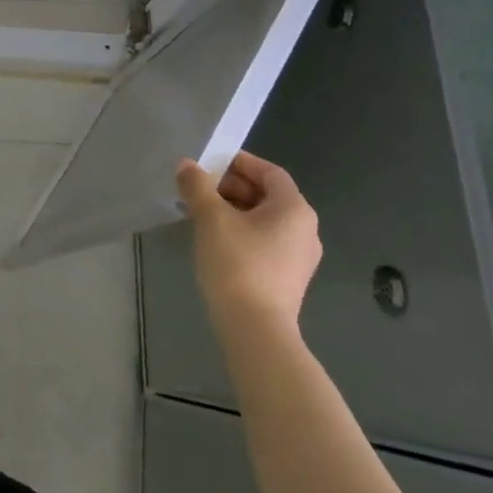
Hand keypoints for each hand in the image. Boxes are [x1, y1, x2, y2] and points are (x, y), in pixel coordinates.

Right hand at [174, 150, 320, 332]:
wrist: (255, 329)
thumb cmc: (237, 263)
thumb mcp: (211, 218)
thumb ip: (197, 186)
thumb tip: (187, 166)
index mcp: (294, 209)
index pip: (269, 172)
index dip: (239, 163)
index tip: (209, 164)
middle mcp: (305, 229)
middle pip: (267, 195)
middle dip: (231, 187)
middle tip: (199, 190)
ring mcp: (299, 257)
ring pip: (264, 220)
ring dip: (233, 211)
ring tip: (200, 215)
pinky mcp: (287, 278)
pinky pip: (264, 242)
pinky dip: (241, 233)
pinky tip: (215, 242)